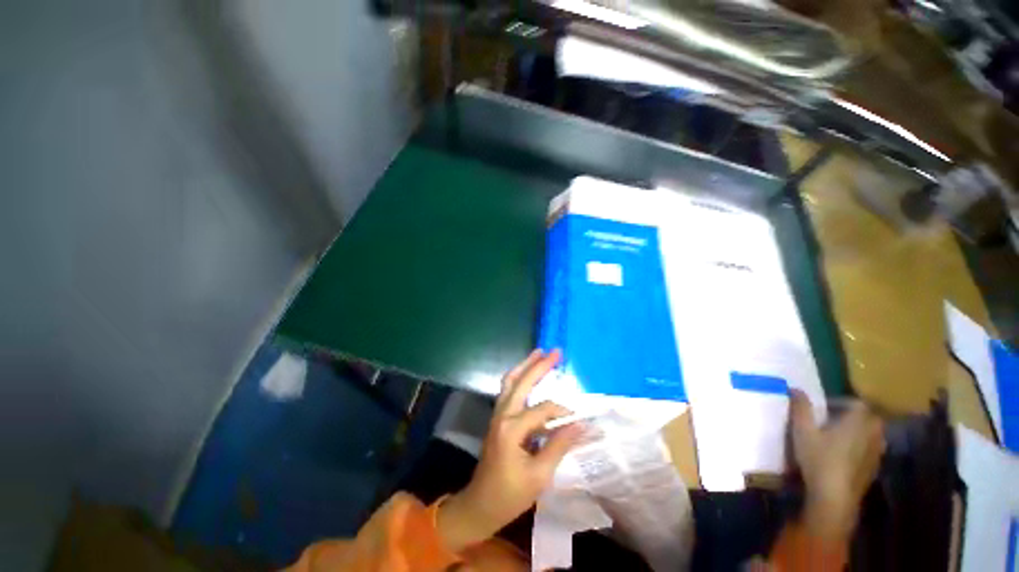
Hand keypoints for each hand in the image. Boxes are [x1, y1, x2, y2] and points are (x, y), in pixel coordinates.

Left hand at [437, 350, 581, 551]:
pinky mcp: (497, 417)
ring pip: (510, 381)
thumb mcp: (539, 475)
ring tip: (539, 353)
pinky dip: (519, 377)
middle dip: (539, 364)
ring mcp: (497, 414)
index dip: (563, 412)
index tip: (578, 421)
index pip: (543, 409)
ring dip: (525, 366)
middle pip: (521, 382)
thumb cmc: (510, 495)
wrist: (480, 504)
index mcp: (512, 428)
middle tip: (555, 351)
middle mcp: (502, 414)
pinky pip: (508, 390)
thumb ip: (560, 445)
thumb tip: (581, 424)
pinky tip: (528, 374)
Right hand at [789, 390, 884, 543]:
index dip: (841, 402)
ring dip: (860, 432)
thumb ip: (800, 408)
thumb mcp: (802, 431)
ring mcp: (877, 453)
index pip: (857, 403)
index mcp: (858, 421)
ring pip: (873, 435)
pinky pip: (872, 450)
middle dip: (854, 417)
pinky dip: (862, 448)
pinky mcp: (874, 468)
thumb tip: (795, 388)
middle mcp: (873, 434)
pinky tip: (845, 456)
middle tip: (834, 421)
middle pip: (869, 418)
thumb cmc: (819, 459)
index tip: (824, 408)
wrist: (835, 497)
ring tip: (840, 438)